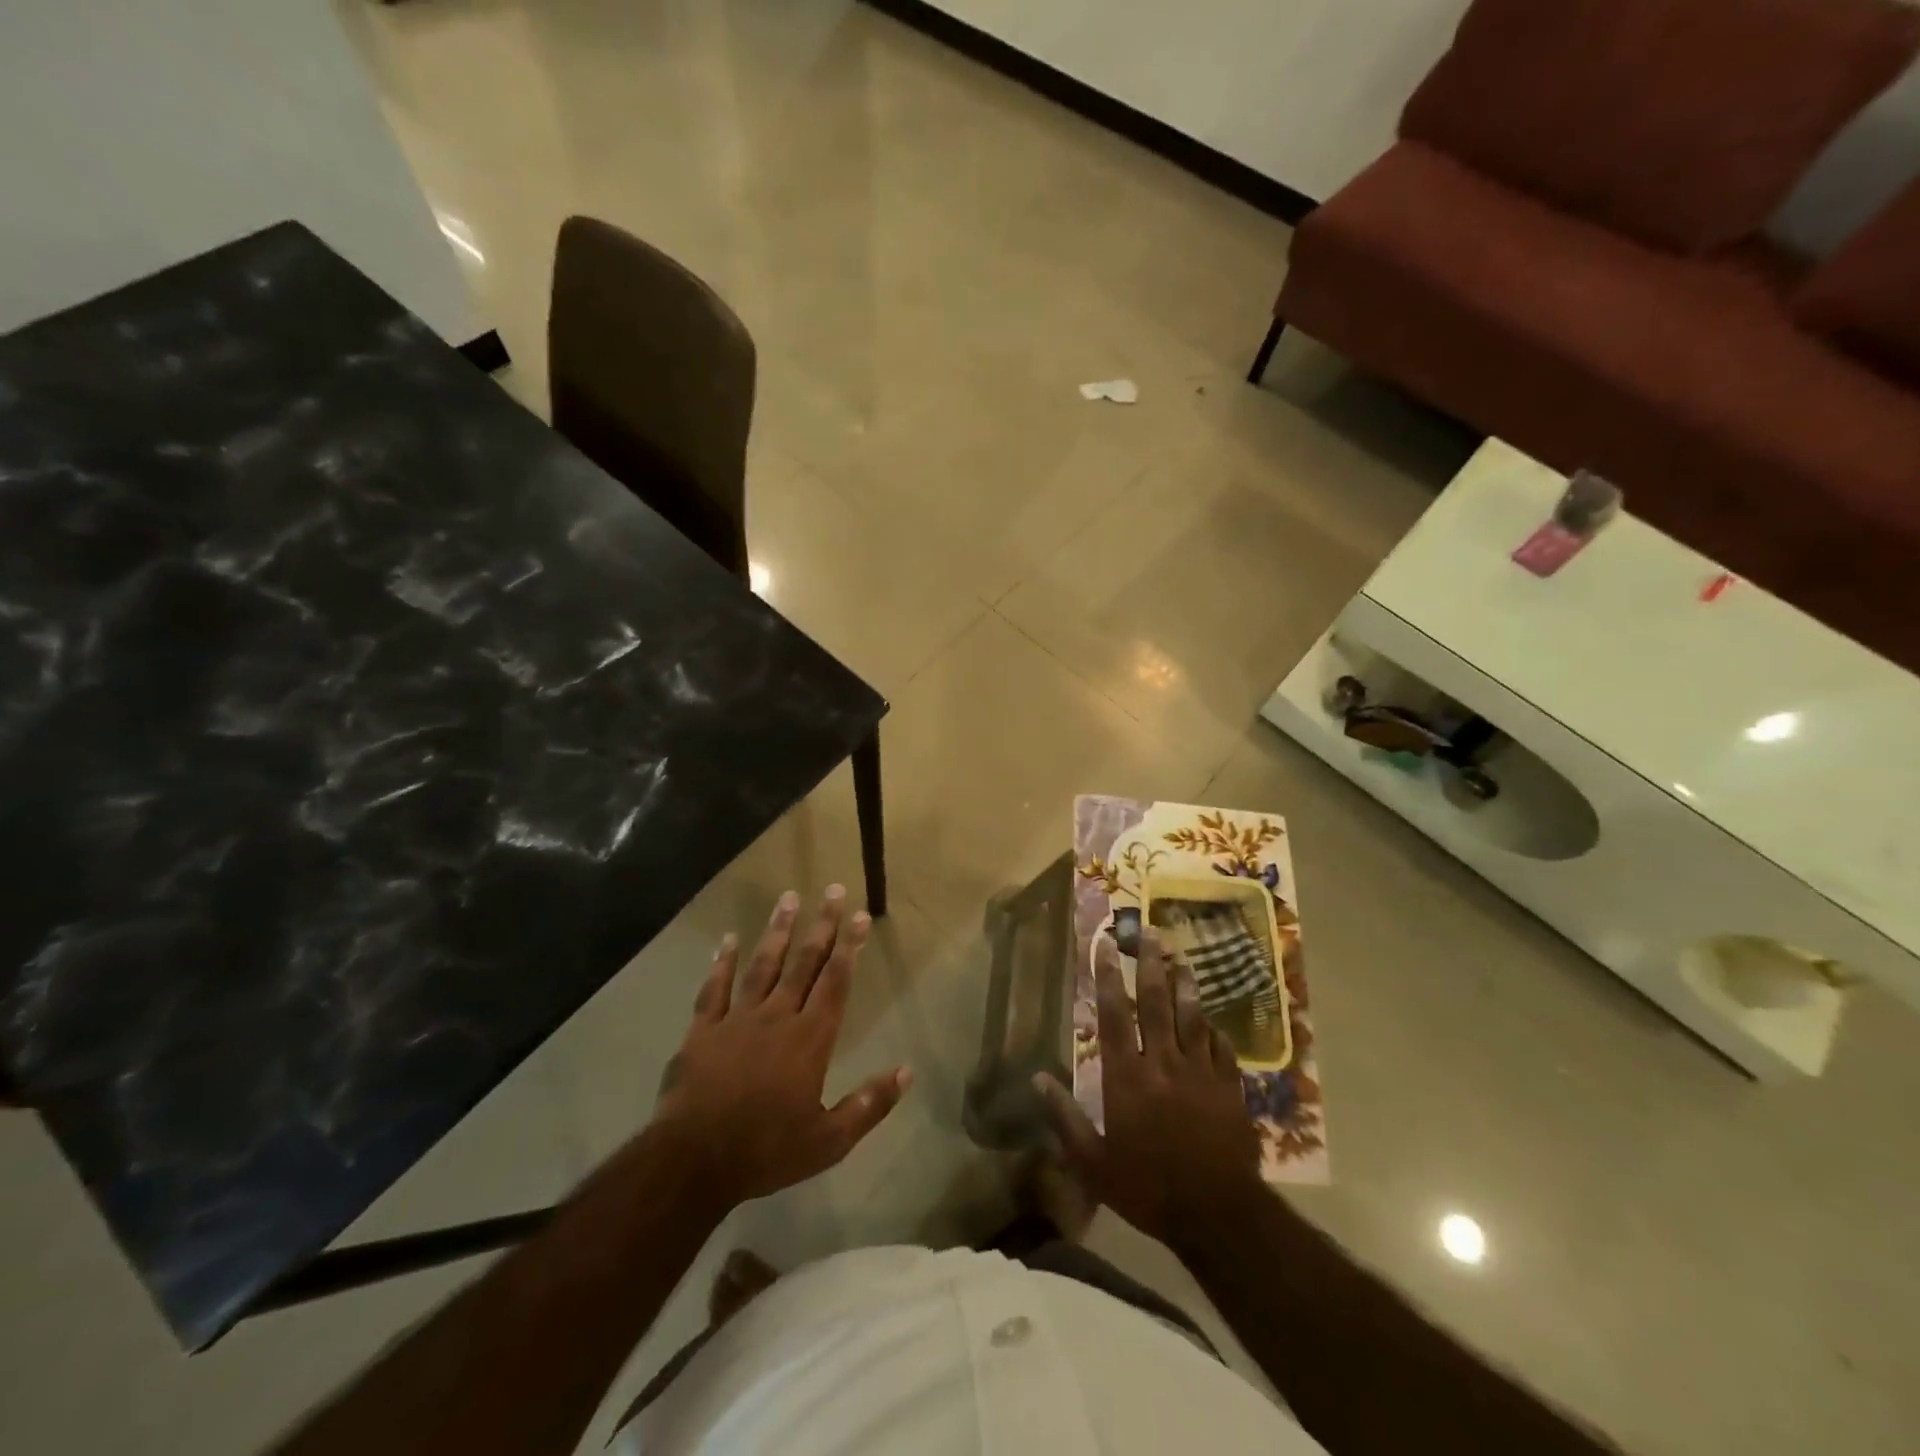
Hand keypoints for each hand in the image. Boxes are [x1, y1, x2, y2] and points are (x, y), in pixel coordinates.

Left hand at [651, 887, 910, 1210]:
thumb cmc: (766, 1151)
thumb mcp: (829, 1141)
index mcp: (810, 1039)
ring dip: (778, 930)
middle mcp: (777, 1017)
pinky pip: (714, 988)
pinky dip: (722, 962)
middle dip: (821, 925)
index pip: (835, 981)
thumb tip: (907, 1072)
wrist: (693, 1162)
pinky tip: (729, 938)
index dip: (849, 946)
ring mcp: (737, 1020)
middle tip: (831, 890)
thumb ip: (868, 1105)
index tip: (859, 915)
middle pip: (804, 963)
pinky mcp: (703, 1030)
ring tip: (789, 897)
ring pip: (763, 965)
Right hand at [1037, 932, 1260, 1245]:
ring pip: (1192, 1018)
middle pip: (1157, 1003)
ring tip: (1181, 960)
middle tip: (1149, 934)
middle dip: (1150, 965)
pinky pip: (1221, 1049)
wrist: (1218, 1215)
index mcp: (1127, 1076)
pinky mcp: (1229, 1089)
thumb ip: (1064, 1118)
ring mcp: (1200, 1073)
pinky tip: (1211, 1020)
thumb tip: (1037, 1079)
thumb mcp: (1093, 1163)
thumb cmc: (1147, 1188)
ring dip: (1185, 986)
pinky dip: (1213, 1030)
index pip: (1114, 1014)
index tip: (1105, 945)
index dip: (1107, 977)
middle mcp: (1163, 1063)